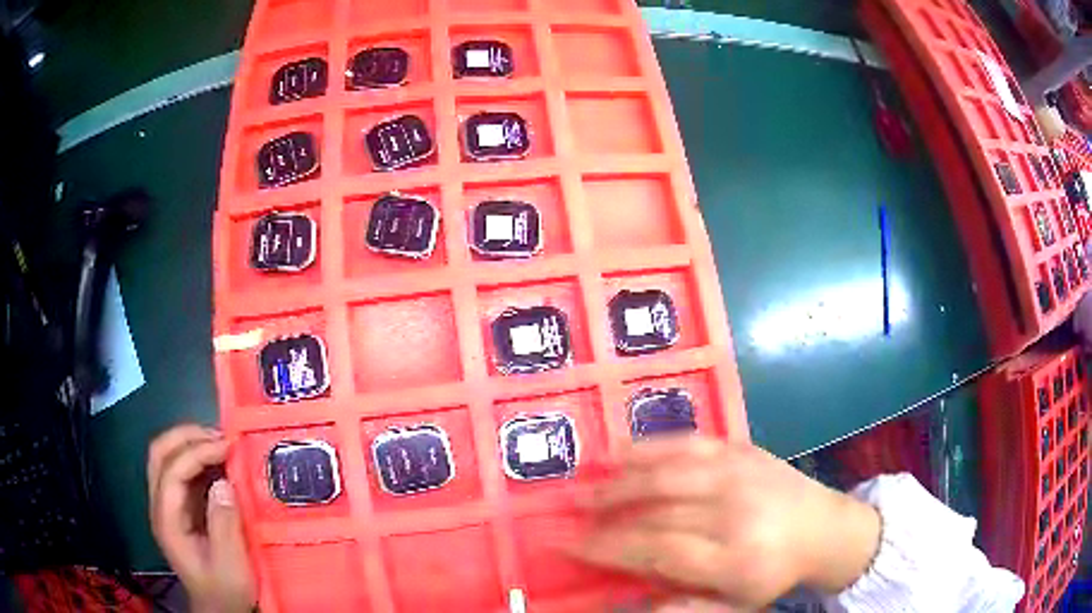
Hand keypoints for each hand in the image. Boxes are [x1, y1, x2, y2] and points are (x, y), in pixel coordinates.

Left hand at [147, 425, 255, 612]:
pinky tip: (219, 463)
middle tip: (221, 436)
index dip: (198, 451)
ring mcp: (167, 505)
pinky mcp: (179, 508)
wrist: (220, 610)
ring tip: (222, 445)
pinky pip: (181, 470)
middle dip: (188, 436)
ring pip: (167, 457)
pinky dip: (198, 459)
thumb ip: (224, 524)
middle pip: (160, 453)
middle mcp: (160, 506)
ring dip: (192, 443)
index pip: (172, 471)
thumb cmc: (225, 591)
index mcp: (167, 521)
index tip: (229, 446)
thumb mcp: (230, 565)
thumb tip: (224, 483)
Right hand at [574, 437, 880, 609]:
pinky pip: (688, 442)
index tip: (568, 545)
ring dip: (617, 481)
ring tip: (581, 487)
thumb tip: (632, 602)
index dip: (607, 548)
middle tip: (563, 515)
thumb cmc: (774, 573)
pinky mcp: (741, 449)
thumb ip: (688, 609)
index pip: (656, 551)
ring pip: (666, 474)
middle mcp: (734, 512)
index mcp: (734, 559)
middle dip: (602, 516)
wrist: (824, 528)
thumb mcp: (737, 606)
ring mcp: (738, 474)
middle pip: (655, 513)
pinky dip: (649, 446)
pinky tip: (619, 451)